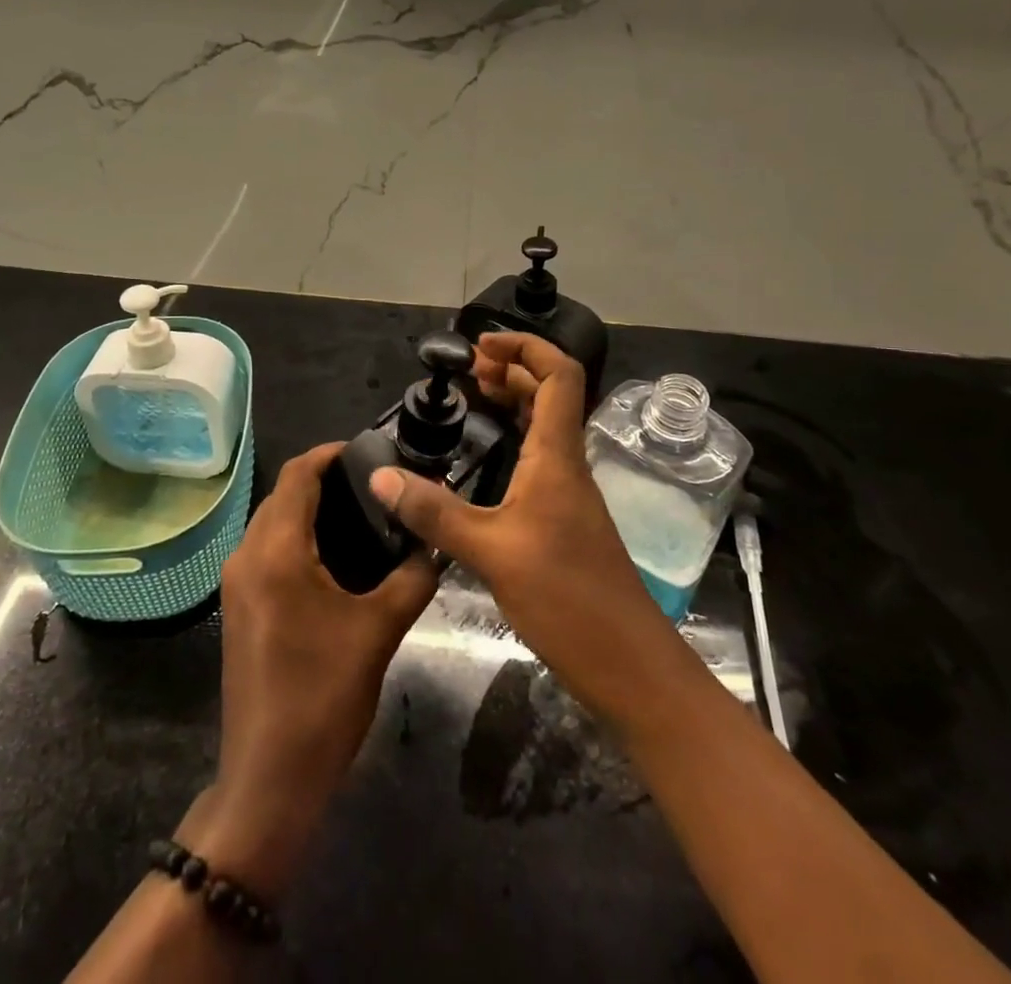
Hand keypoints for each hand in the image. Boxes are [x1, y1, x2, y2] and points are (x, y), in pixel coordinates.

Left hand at [185, 443, 436, 899]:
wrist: (269, 777)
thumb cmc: (323, 697)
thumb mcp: (379, 632)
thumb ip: (412, 577)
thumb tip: (433, 542)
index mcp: (277, 551)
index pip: (298, 475)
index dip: (330, 453)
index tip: (368, 450)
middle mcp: (247, 555)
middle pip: (283, 494)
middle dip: (323, 479)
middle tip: (374, 484)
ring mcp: (236, 583)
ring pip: (272, 522)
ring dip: (309, 509)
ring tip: (360, 515)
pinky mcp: (237, 607)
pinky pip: (266, 550)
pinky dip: (296, 537)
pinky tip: (334, 558)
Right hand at [369, 332, 688, 729]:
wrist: (629, 665)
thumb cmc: (568, 599)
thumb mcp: (491, 552)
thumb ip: (435, 512)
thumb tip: (381, 477)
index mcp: (557, 456)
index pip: (558, 376)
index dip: (526, 348)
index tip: (481, 346)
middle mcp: (567, 465)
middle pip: (551, 395)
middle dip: (512, 369)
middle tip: (468, 369)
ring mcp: (569, 494)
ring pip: (545, 428)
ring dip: (515, 402)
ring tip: (474, 396)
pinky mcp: (564, 521)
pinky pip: (539, 459)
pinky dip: (514, 440)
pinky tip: (486, 458)